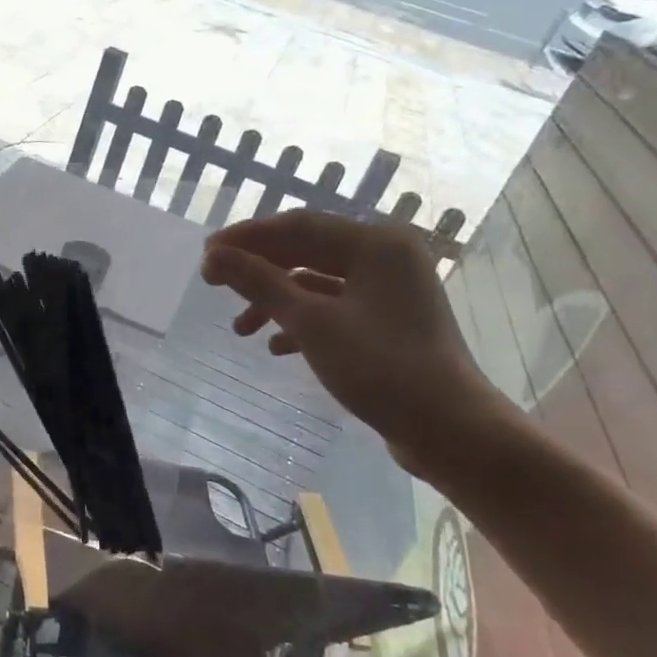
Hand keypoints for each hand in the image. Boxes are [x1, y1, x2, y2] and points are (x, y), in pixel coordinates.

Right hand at [202, 212, 508, 475]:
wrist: (449, 430)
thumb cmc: (380, 367)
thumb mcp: (311, 322)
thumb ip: (260, 283)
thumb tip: (214, 256)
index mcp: (375, 244)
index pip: (297, 226)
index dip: (247, 237)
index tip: (206, 254)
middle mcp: (385, 258)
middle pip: (306, 250)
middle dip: (258, 269)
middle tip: (213, 282)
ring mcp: (389, 291)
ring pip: (317, 282)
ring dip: (276, 300)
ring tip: (241, 329)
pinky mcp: (388, 322)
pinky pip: (334, 307)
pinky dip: (302, 321)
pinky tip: (276, 346)